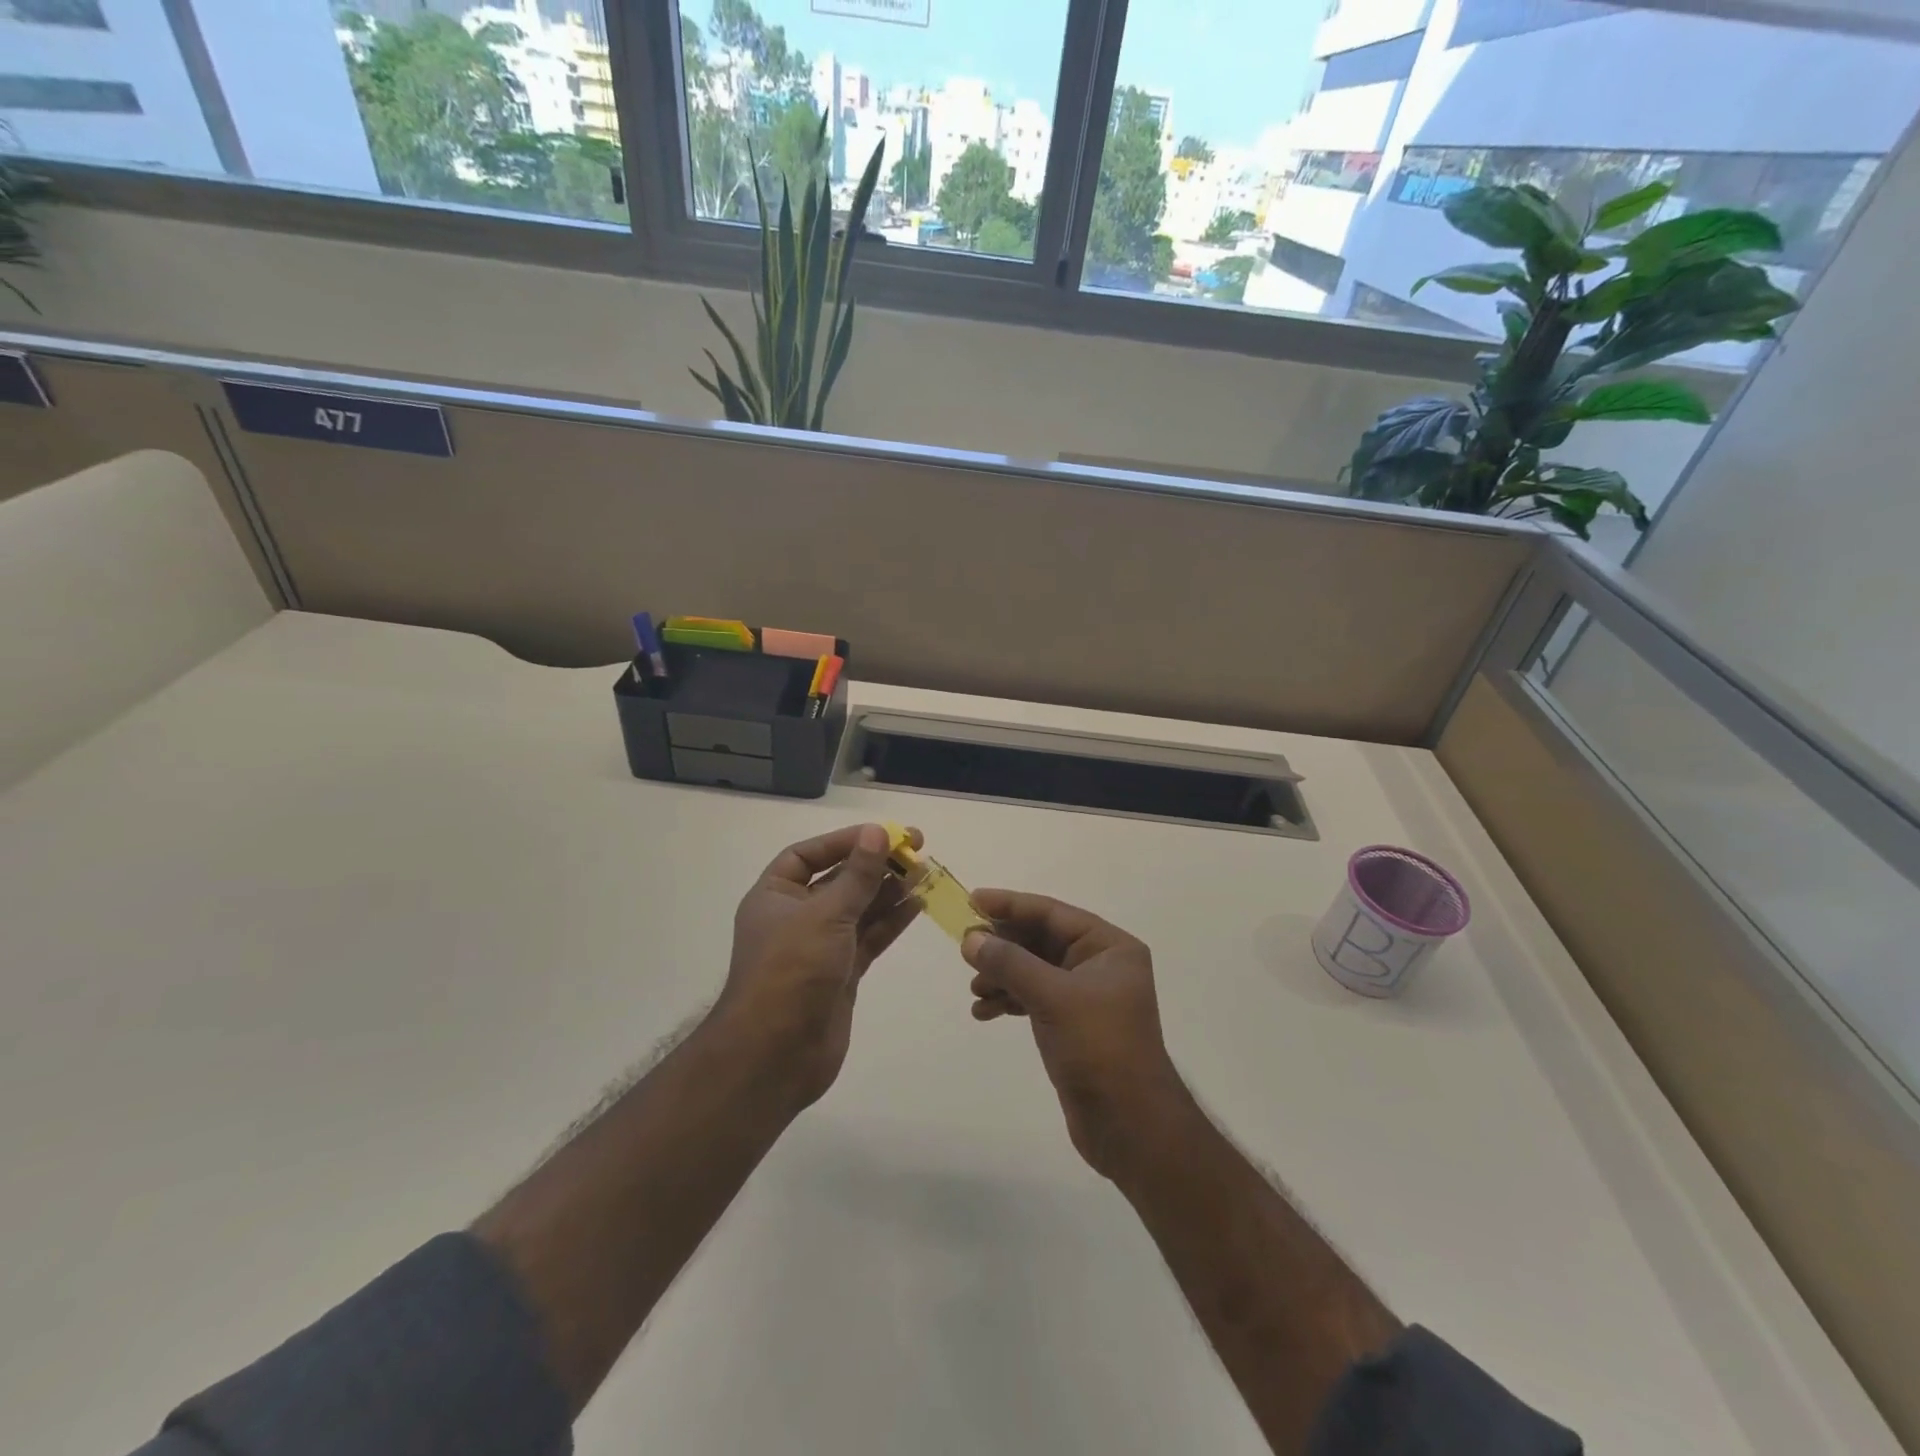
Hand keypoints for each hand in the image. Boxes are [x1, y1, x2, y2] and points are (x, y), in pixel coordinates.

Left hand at [714, 823, 920, 1110]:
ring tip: (925, 872)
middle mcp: (795, 916)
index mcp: (775, 896)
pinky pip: (869, 937)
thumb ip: (857, 875)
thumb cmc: (791, 971)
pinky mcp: (841, 972)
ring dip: (889, 890)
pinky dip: (892, 921)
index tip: (881, 834)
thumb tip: (877, 832)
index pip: (808, 855)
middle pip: (838, 879)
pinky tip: (918, 904)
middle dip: (874, 863)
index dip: (843, 841)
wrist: (776, 1055)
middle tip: (916, 847)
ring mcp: (820, 946)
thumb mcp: (825, 914)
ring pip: (859, 908)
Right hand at [963, 891, 1191, 1180]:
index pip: (1052, 914)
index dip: (1011, 905)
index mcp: (1109, 947)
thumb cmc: (1099, 1048)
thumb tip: (971, 939)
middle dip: (1003, 945)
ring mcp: (1086, 997)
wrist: (1130, 1126)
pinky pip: (1034, 998)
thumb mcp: (1053, 997)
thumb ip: (1010, 963)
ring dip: (1002, 975)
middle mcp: (1100, 965)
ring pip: (1034, 970)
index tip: (972, 900)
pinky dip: (1009, 1000)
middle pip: (1041, 940)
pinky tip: (984, 1012)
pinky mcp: (1072, 1025)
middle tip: (965, 947)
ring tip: (975, 989)